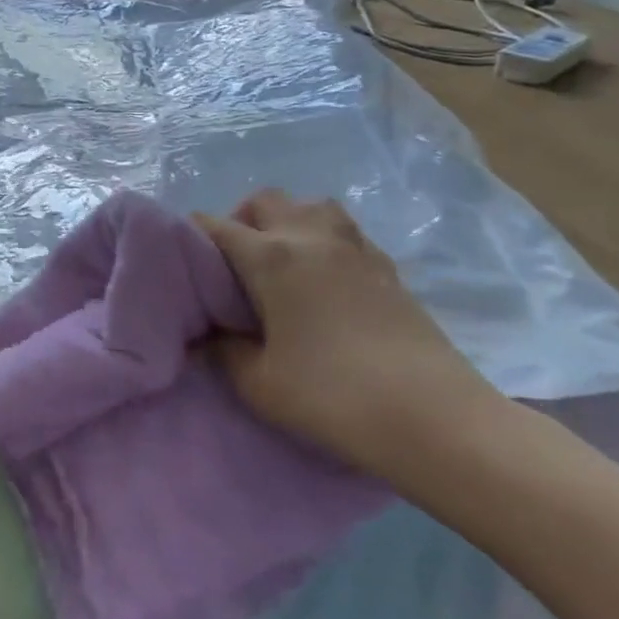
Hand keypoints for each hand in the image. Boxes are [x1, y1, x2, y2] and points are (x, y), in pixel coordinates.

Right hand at [194, 191, 497, 476]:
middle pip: (265, 200)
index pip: (215, 226)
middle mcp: (310, 237)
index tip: (184, 262)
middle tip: (236, 266)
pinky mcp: (387, 265)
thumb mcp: (259, 384)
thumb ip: (224, 352)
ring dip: (288, 222)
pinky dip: (323, 240)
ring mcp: (355, 247)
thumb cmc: (332, 397)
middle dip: (241, 220)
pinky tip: (324, 281)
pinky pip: (344, 231)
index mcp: (270, 257)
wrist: (434, 418)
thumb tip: (208, 338)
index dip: (192, 237)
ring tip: (282, 264)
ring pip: (311, 206)